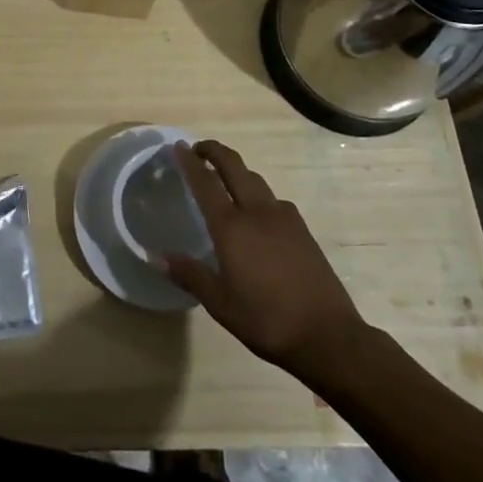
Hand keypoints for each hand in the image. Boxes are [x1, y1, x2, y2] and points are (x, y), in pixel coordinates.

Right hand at [166, 141, 369, 377]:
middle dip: (214, 151)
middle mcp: (256, 212)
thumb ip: (189, 274)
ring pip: (255, 179)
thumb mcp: (220, 304)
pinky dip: (257, 193)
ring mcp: (283, 217)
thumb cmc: (266, 320)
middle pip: (233, 166)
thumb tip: (154, 256)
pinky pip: (273, 198)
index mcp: (231, 227)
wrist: (328, 335)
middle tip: (198, 149)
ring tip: (224, 179)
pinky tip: (256, 214)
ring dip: (236, 170)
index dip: (189, 162)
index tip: (178, 146)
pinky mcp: (301, 228)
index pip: (205, 182)